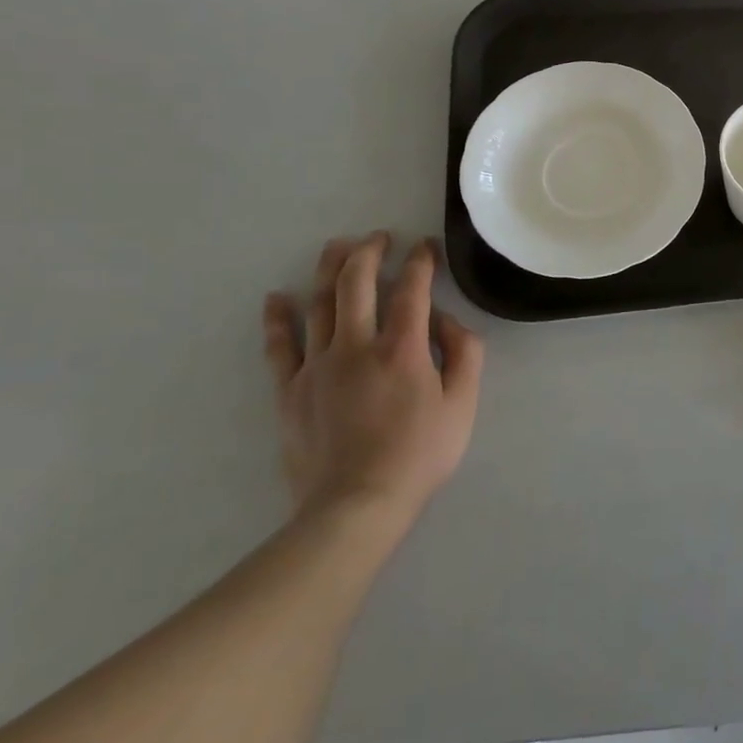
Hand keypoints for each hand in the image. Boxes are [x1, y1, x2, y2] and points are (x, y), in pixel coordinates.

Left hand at [263, 232, 483, 526]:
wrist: (355, 505)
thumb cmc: (419, 453)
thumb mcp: (463, 404)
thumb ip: (464, 353)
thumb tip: (445, 320)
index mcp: (403, 348)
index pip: (413, 289)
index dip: (420, 262)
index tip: (425, 247)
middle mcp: (356, 345)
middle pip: (357, 283)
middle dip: (369, 252)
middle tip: (379, 237)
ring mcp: (317, 365)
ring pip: (319, 303)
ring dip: (329, 269)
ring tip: (337, 247)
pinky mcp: (290, 390)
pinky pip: (280, 346)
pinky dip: (278, 318)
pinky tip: (277, 297)